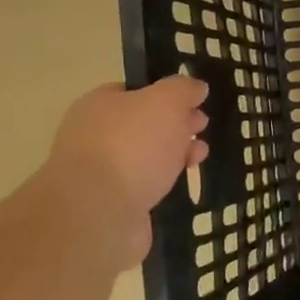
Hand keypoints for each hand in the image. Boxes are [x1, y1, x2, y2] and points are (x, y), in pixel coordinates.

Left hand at [39, 77, 209, 265]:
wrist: (99, 212)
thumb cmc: (132, 146)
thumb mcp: (166, 102)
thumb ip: (182, 89)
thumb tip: (195, 87)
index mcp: (100, 104)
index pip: (136, 91)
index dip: (168, 95)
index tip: (196, 103)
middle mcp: (96, 134)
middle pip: (144, 123)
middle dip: (177, 125)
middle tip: (202, 129)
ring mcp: (103, 171)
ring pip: (147, 155)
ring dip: (175, 154)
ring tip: (200, 158)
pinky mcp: (114, 202)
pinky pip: (146, 184)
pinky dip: (165, 181)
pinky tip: (182, 183)